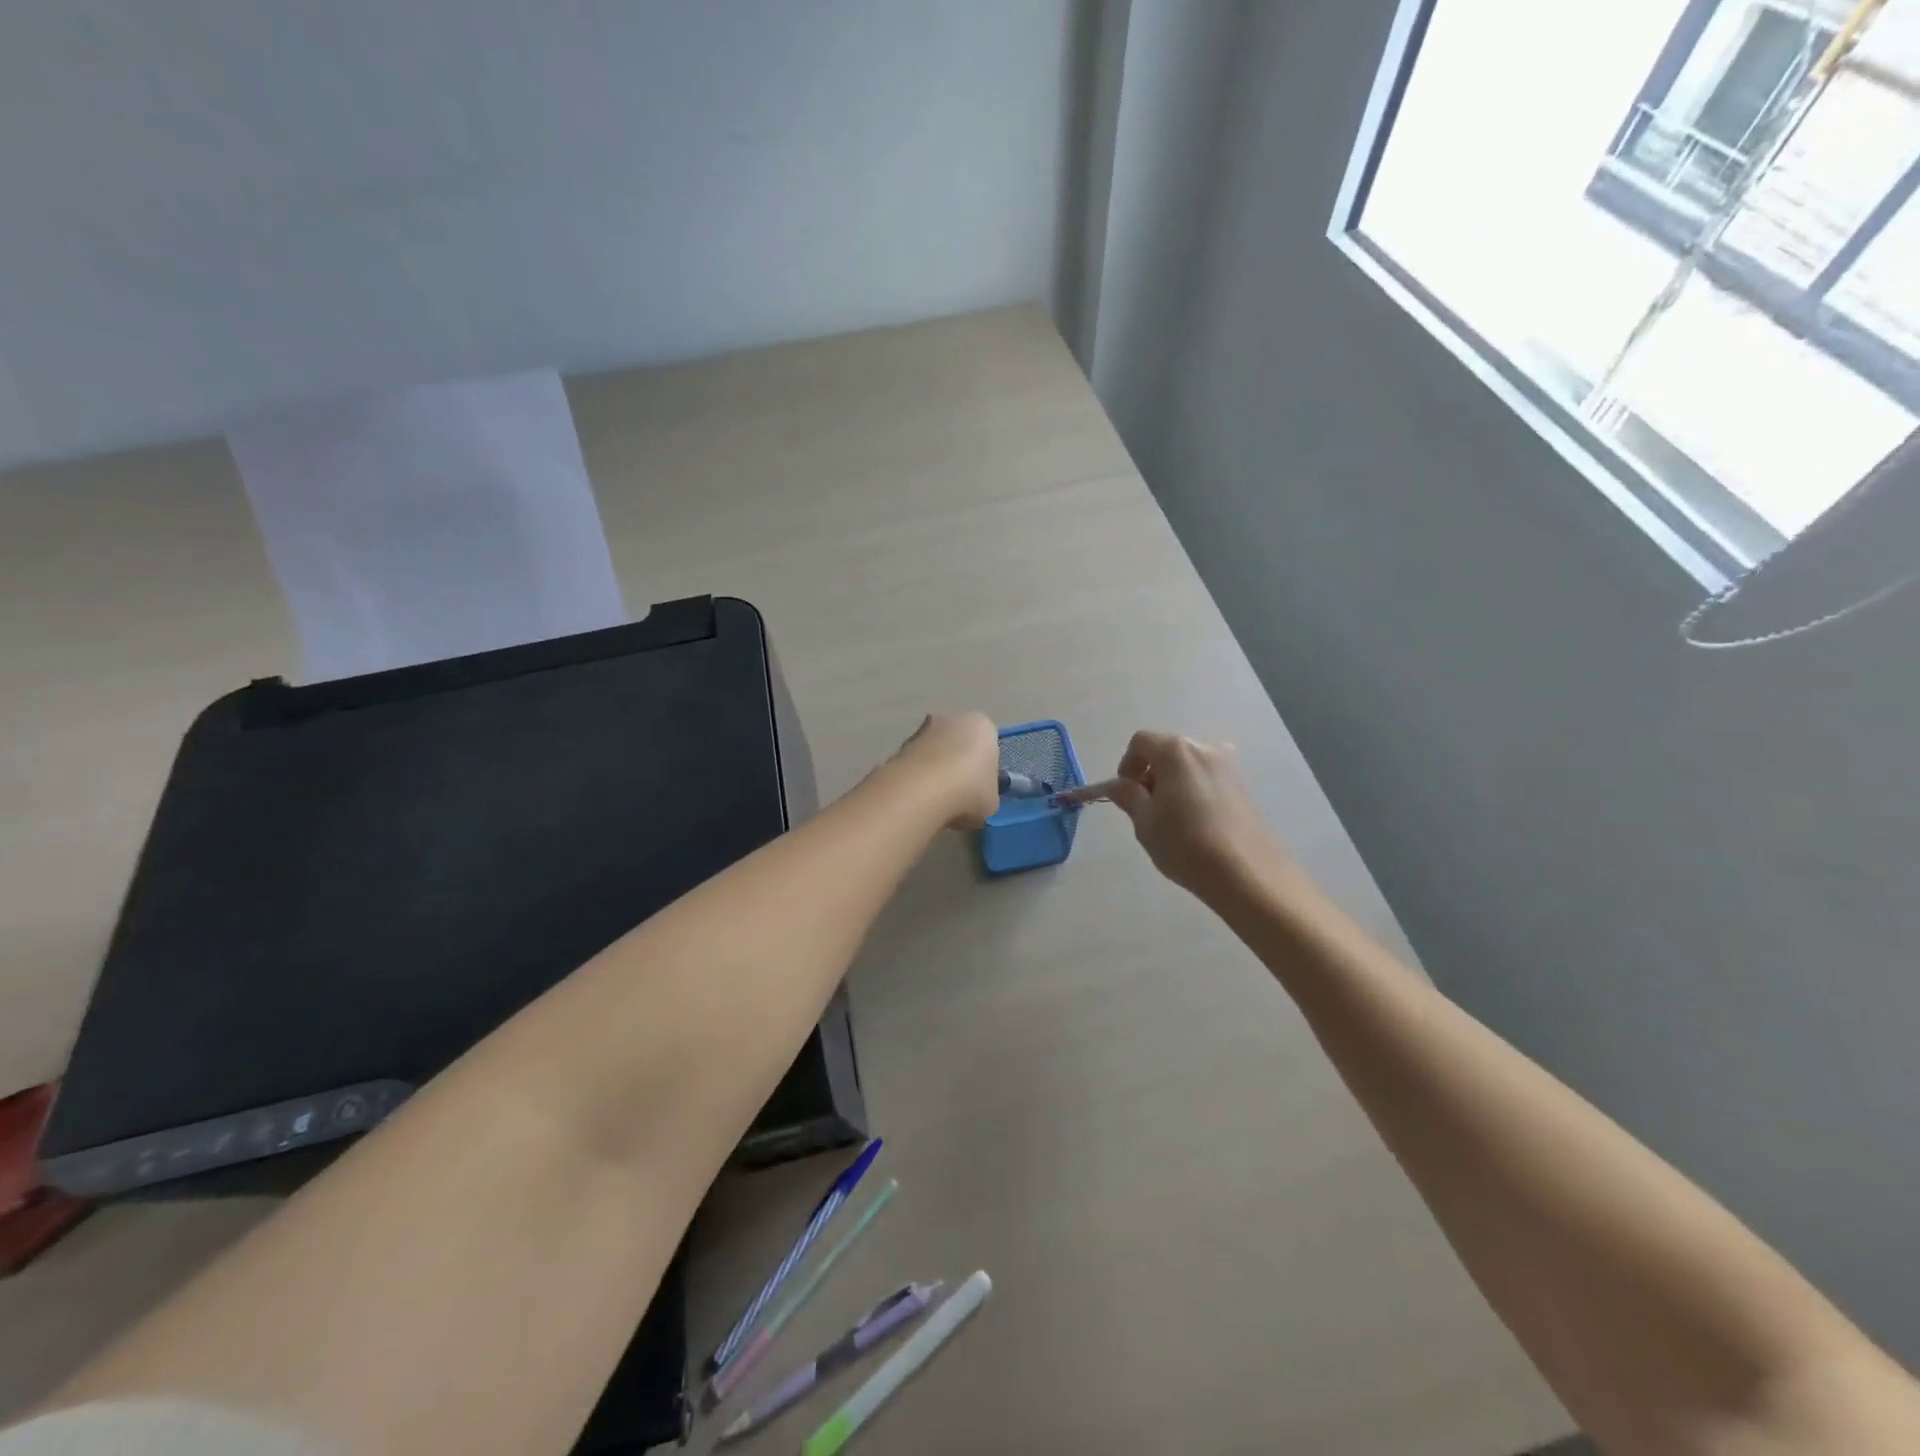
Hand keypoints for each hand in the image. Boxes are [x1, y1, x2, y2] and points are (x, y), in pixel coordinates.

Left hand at [892, 712, 1000, 828]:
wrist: (920, 792)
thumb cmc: (968, 792)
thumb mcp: (991, 802)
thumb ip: (986, 794)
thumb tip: (976, 799)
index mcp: (982, 726)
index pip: (989, 744)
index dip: (985, 768)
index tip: (980, 789)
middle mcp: (952, 718)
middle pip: (958, 742)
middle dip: (957, 764)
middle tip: (958, 795)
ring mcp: (921, 729)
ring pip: (934, 751)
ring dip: (934, 770)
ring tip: (935, 801)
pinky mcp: (898, 745)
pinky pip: (915, 763)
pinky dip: (916, 777)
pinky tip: (917, 799)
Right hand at [1061, 731, 1280, 898]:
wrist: (1247, 873)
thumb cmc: (1186, 844)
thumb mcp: (1145, 822)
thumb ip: (1128, 796)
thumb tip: (1117, 785)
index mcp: (1176, 751)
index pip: (1140, 742)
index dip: (1127, 765)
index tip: (1126, 795)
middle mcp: (1205, 748)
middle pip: (1167, 750)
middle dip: (1151, 774)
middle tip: (1146, 809)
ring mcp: (1229, 766)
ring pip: (1189, 765)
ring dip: (1173, 782)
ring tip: (1172, 818)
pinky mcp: (1244, 786)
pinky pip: (1208, 779)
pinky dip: (1194, 790)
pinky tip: (1196, 823)